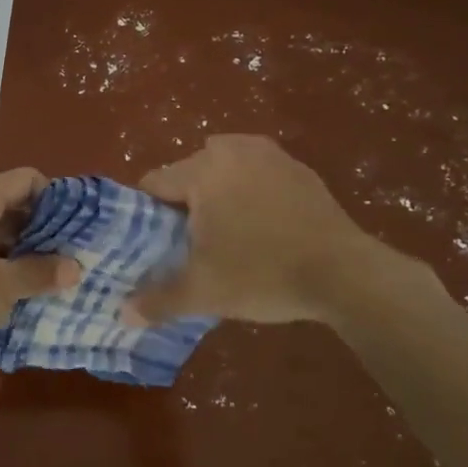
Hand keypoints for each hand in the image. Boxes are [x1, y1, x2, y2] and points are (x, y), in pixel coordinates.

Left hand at [0, 167, 80, 367]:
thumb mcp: (1, 285)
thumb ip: (39, 272)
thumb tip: (74, 267)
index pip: (26, 181)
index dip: (57, 199)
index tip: (82, 227)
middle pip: (14, 209)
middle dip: (46, 233)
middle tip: (80, 258)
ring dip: (27, 259)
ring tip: (63, 281)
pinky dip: (5, 276)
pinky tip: (31, 299)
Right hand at [128, 135, 402, 327]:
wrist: (345, 274)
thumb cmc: (262, 274)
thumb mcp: (202, 292)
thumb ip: (157, 301)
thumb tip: (122, 315)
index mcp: (202, 170)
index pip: (154, 183)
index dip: (146, 214)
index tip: (154, 243)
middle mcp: (233, 151)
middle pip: (189, 172)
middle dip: (184, 203)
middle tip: (190, 243)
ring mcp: (272, 156)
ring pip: (225, 167)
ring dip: (218, 192)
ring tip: (226, 232)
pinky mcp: (301, 170)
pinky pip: (258, 173)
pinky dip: (251, 192)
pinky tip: (262, 227)